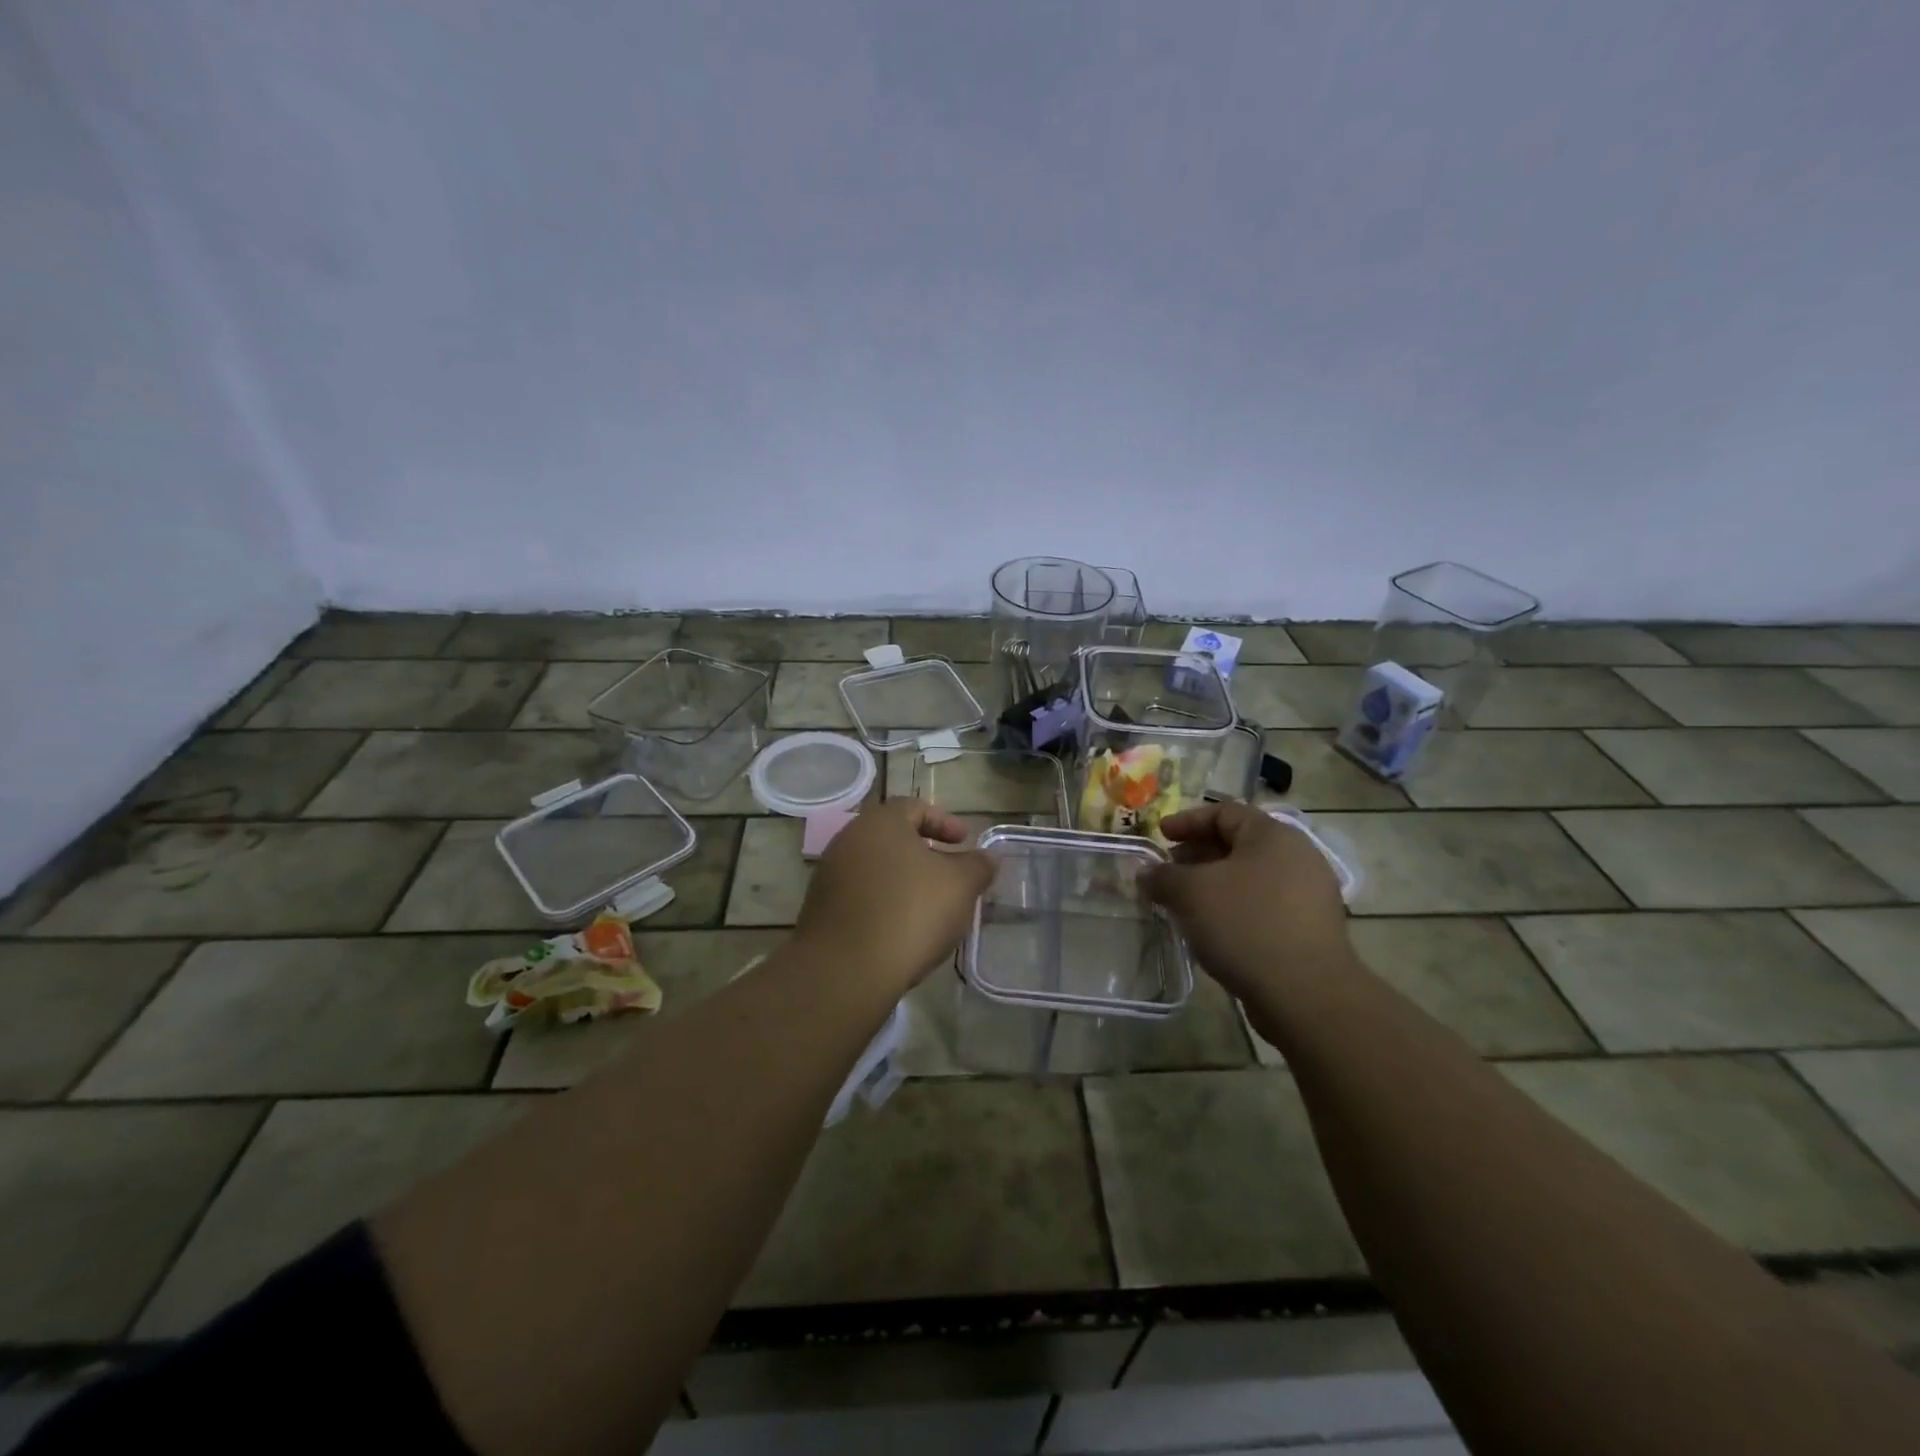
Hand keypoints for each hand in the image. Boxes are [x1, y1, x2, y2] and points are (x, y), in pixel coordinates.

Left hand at [795, 799, 995, 995]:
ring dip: (904, 879)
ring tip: (929, 905)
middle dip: (924, 852)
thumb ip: (978, 865)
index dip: (945, 822)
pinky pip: (861, 894)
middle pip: (893, 837)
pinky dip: (884, 902)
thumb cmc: (909, 913)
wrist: (845, 970)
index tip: (964, 843)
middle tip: (949, 873)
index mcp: (880, 822)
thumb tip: (988, 856)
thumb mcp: (960, 886)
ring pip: (876, 867)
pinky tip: (901, 928)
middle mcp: (849, 839)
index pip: (915, 807)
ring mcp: (830, 874)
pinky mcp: (821, 909)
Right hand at [1142, 801, 1352, 1001]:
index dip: (1187, 821)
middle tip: (1169, 872)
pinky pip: (1264, 905)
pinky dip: (1234, 908)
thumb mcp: (1190, 893)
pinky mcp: (1311, 928)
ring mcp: (1309, 894)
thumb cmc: (1244, 924)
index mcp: (1272, 835)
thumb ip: (1162, 876)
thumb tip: (1146, 872)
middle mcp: (1297, 856)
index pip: (1225, 812)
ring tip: (1185, 904)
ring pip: (1250, 877)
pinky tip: (1213, 929)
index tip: (1160, 836)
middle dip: (1198, 855)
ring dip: (1214, 884)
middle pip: (1238, 844)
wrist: (1305, 993)